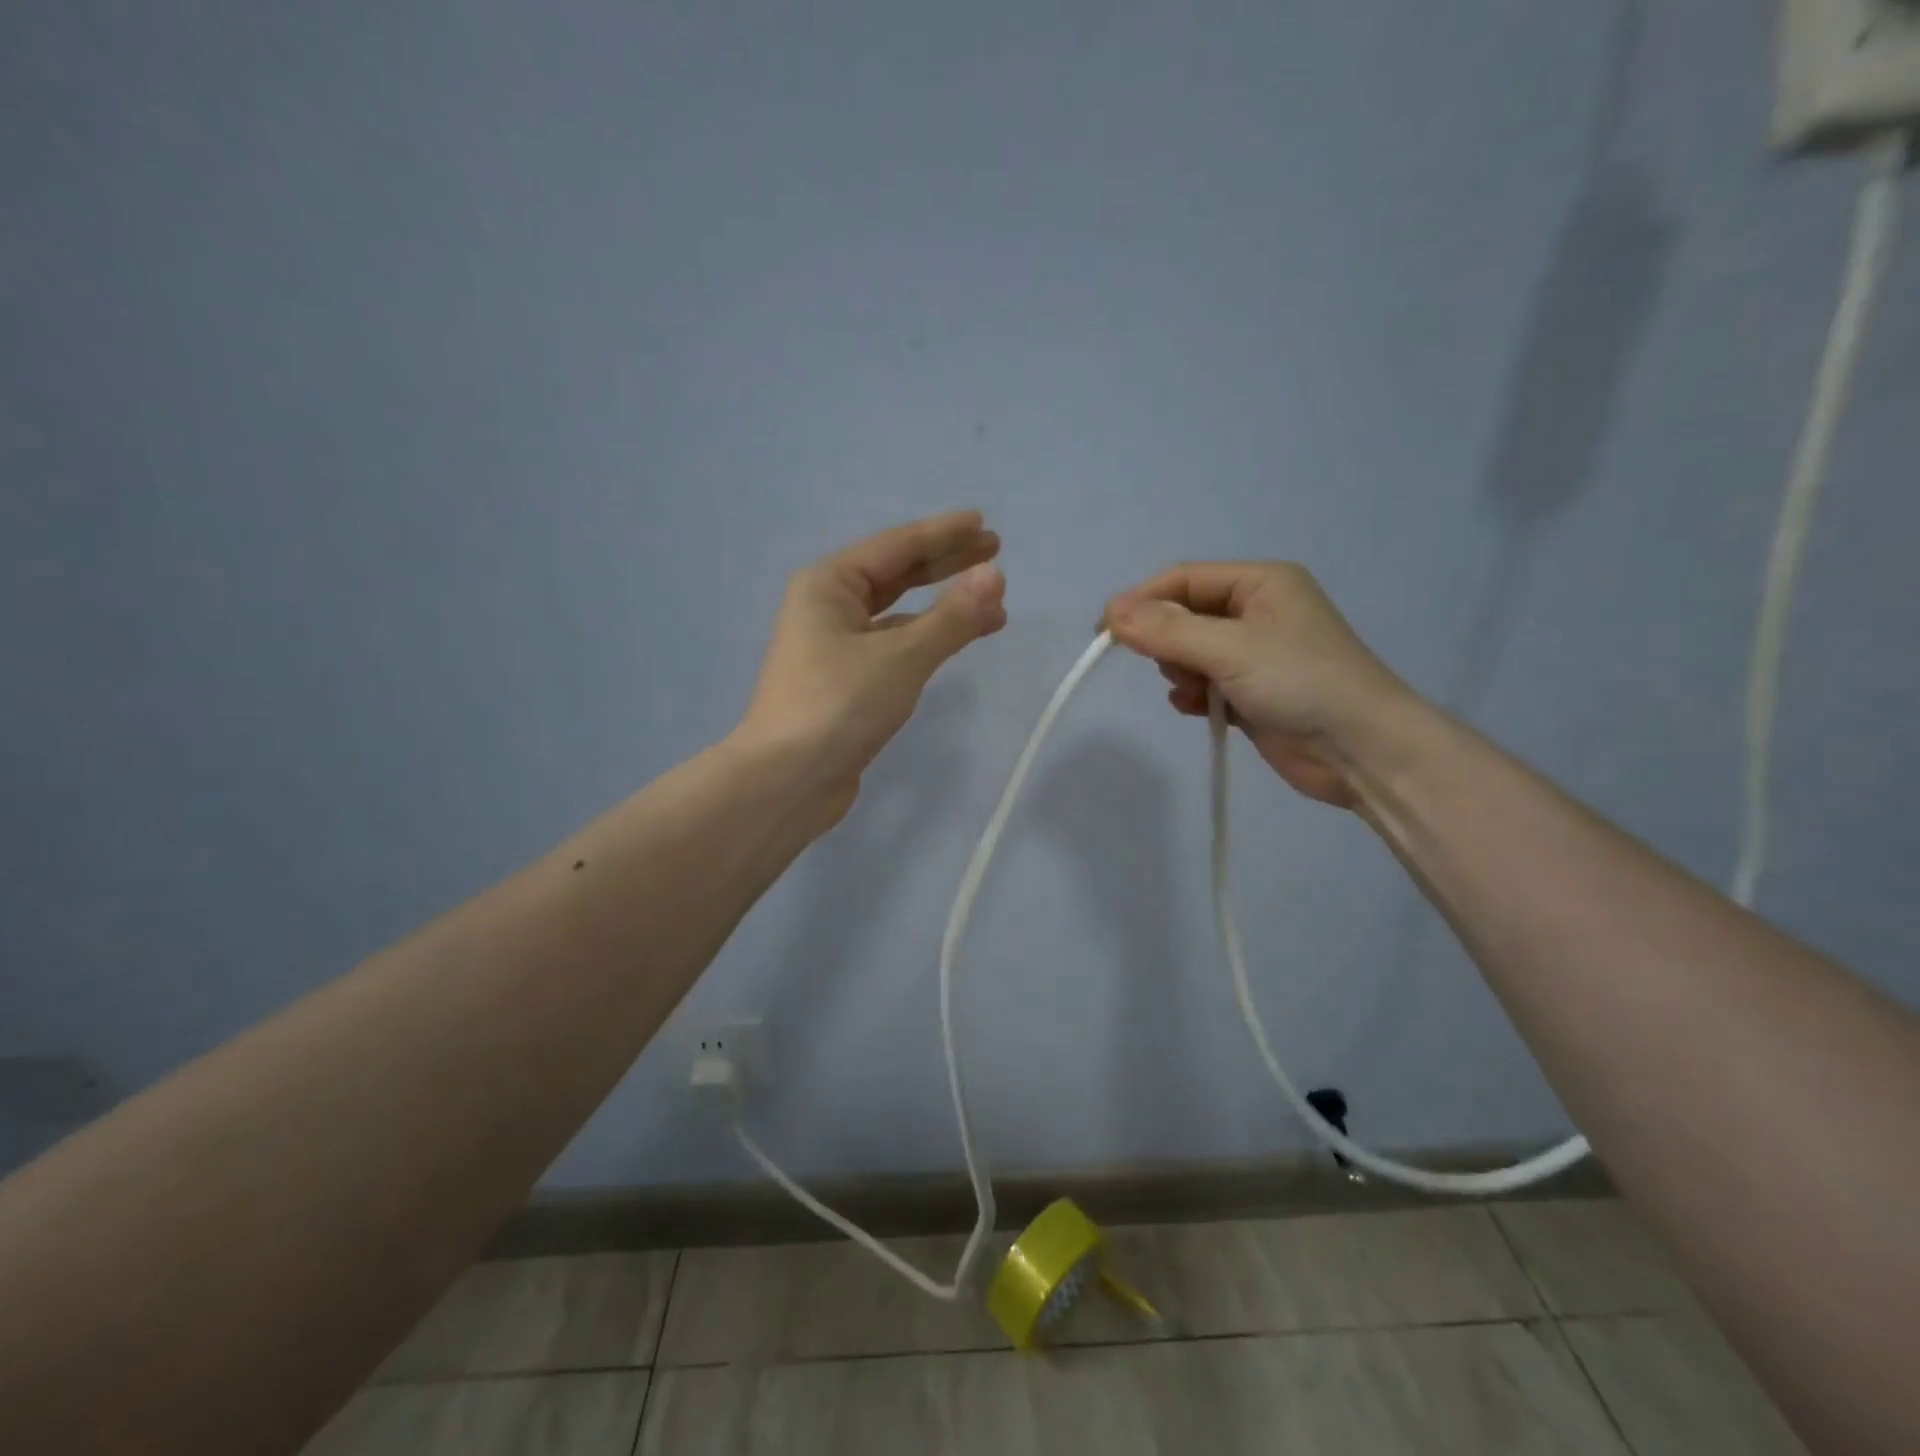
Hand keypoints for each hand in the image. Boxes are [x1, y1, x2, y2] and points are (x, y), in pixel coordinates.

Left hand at [739, 511, 1005, 823]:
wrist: (788, 780)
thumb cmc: (839, 704)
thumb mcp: (902, 656)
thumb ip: (952, 617)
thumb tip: (995, 576)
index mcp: (829, 585)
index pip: (897, 546)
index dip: (943, 534)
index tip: (983, 524)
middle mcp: (827, 608)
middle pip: (896, 575)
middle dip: (946, 564)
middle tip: (994, 551)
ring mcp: (835, 647)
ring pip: (898, 615)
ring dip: (943, 608)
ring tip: (993, 605)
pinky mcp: (846, 683)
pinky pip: (895, 647)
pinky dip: (927, 641)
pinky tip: (955, 642)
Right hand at [1103, 562, 1412, 808]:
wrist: (1361, 750)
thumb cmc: (1300, 682)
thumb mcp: (1230, 648)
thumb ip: (1167, 630)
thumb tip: (1110, 614)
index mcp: (1261, 583)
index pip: (1183, 579)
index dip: (1141, 600)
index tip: (1104, 632)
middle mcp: (1257, 612)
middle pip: (1184, 615)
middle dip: (1167, 642)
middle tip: (1172, 668)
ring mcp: (1255, 655)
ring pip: (1190, 652)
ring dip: (1180, 672)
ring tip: (1196, 692)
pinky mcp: (1252, 693)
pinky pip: (1204, 683)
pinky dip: (1193, 695)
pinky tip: (1197, 709)